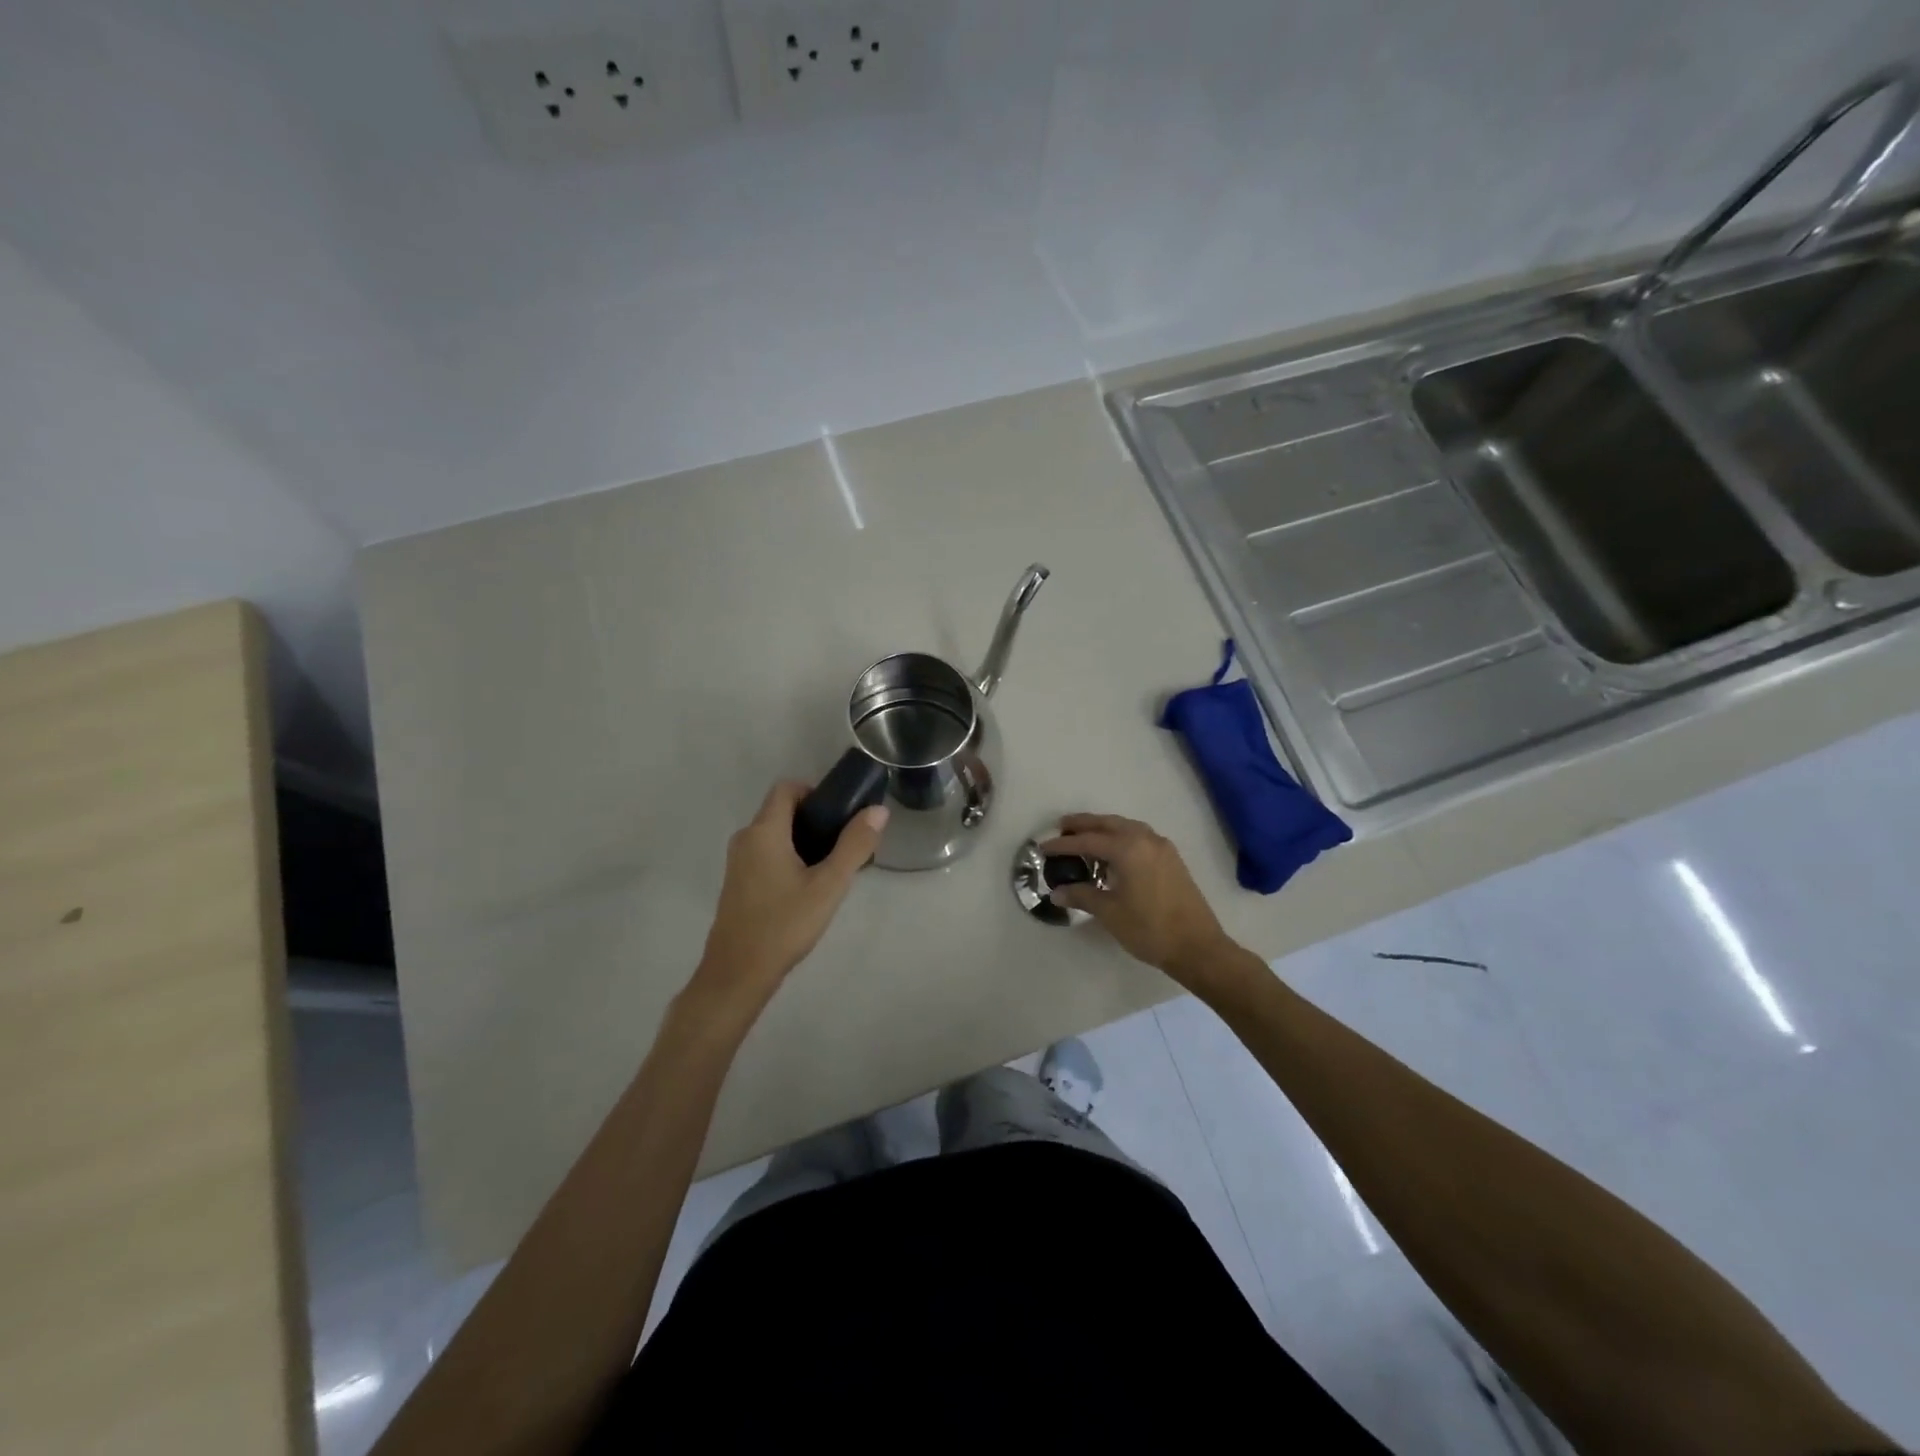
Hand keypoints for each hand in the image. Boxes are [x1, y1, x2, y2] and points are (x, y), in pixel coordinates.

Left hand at [690, 781, 888, 1016]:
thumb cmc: (784, 924)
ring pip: (775, 835)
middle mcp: (745, 839)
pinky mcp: (738, 884)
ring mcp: (738, 863)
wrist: (738, 974)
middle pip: (781, 811)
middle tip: (844, 843)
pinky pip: (766, 855)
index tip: (840, 813)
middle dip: (815, 819)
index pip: (786, 788)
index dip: (815, 791)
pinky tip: (808, 888)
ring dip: (803, 841)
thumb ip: (855, 845)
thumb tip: (877, 810)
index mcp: (764, 831)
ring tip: (831, 867)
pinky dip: (788, 858)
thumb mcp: (829, 885)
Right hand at [1040, 814, 1235, 986]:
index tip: (1043, 847)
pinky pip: (1140, 837)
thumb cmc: (1149, 928)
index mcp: (1128, 848)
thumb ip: (1082, 896)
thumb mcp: (1110, 912)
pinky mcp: (1171, 859)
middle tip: (1062, 827)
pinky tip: (1113, 853)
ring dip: (1104, 829)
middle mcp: (1145, 839)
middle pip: (1108, 824)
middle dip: (1083, 825)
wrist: (1197, 947)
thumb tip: (1057, 892)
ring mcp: (1162, 847)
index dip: (1063, 844)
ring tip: (1085, 837)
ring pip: (1126, 827)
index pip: (1087, 841)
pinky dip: (1121, 837)